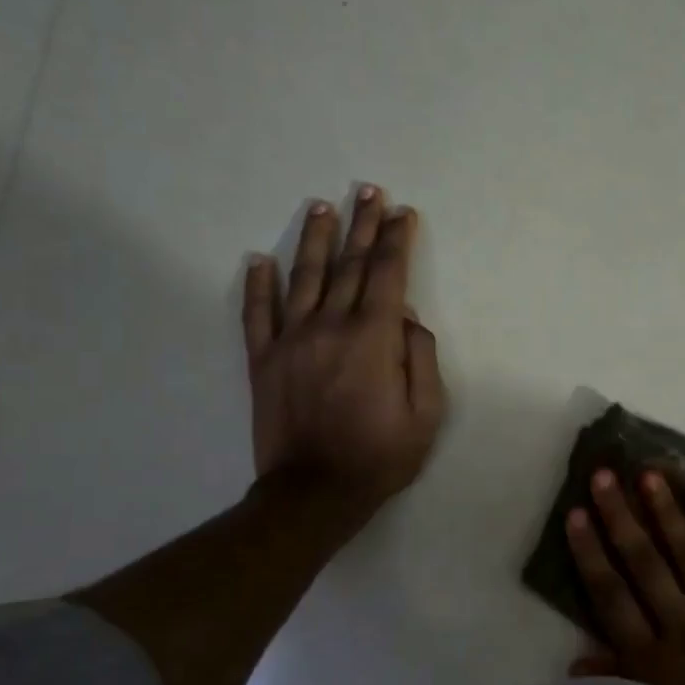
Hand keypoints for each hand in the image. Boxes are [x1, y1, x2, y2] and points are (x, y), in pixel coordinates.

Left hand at [241, 185, 445, 529]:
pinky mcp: (264, 360)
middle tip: (368, 191)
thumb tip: (407, 315)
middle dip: (363, 225)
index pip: (388, 274)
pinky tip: (260, 259)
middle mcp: (331, 326)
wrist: (315, 493)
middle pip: (350, 266)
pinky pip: (257, 313)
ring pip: (305, 277)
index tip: (402, 212)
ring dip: (317, 239)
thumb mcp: (426, 413)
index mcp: (374, 338)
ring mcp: (292, 340)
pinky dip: (258, 284)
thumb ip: (420, 357)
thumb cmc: (381, 456)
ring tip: (323, 206)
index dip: (396, 240)